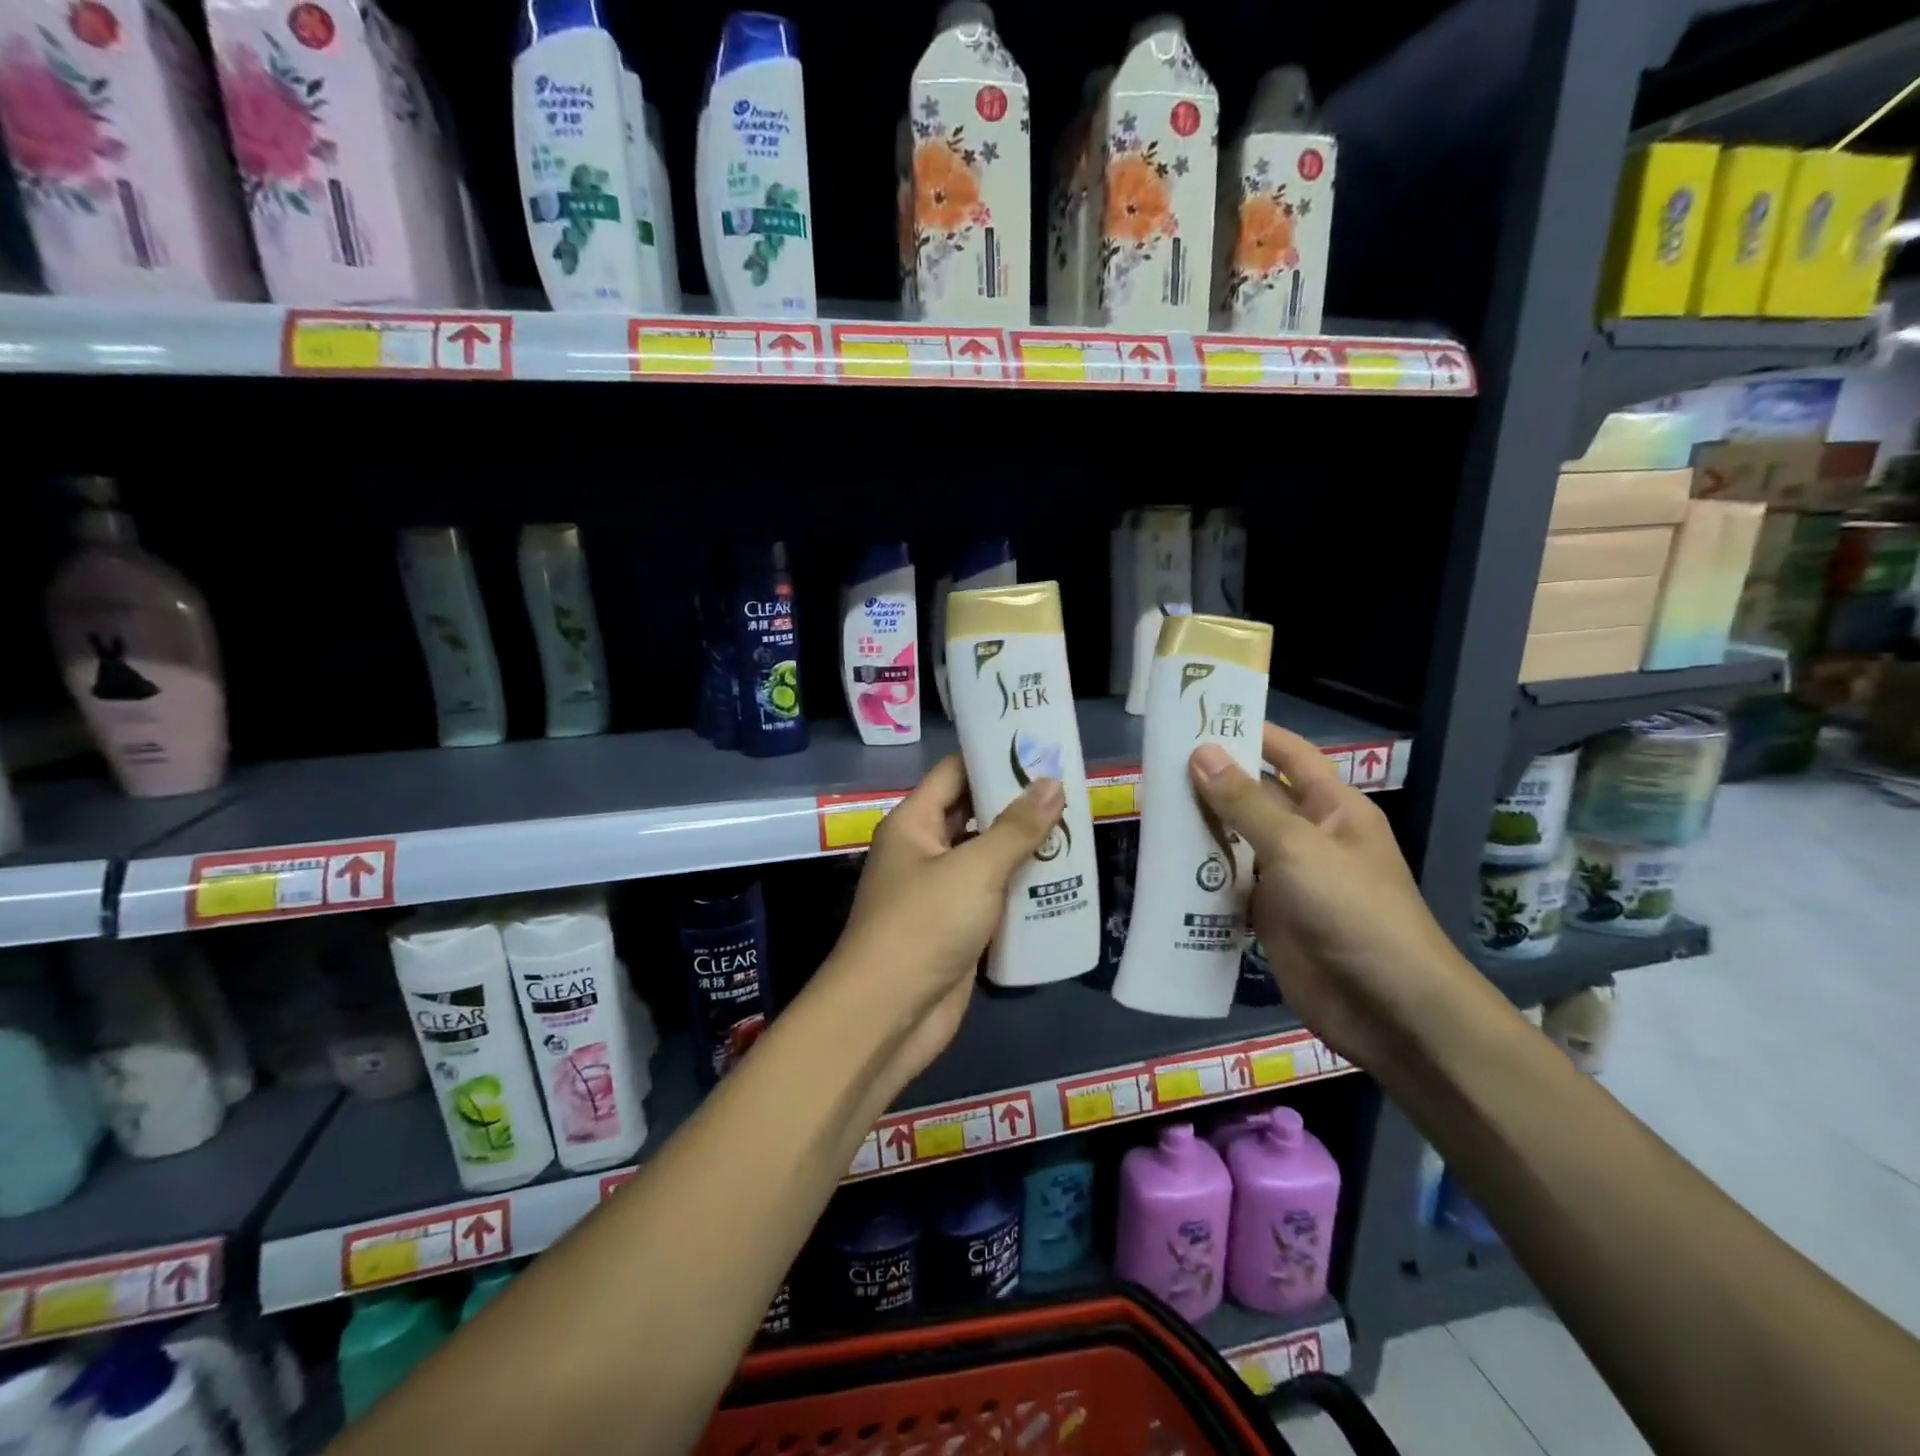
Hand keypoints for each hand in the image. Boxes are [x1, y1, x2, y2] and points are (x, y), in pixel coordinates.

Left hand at [820, 755, 1064, 1090]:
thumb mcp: (975, 868)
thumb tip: (1052, 782)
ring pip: (987, 858)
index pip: (955, 772)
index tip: (1041, 748)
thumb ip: (1016, 827)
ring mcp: (939, 892)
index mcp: (913, 823)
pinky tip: (1063, 884)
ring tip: (1077, 831)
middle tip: (1071, 792)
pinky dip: (1022, 890)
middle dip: (1018, 805)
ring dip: (1026, 849)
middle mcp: (923, 851)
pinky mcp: (956, 928)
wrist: (888, 1015)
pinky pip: (993, 897)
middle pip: (974, 814)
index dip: (994, 758)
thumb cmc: (925, 925)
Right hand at [1190, 724, 1471, 1067]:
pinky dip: (1202, 875)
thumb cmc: (1352, 910)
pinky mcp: (1269, 916)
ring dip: (1201, 828)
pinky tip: (1164, 866)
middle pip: (1255, 797)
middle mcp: (1309, 836)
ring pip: (1237, 842)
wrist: (1386, 1008)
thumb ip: (1245, 801)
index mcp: (1332, 808)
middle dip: (1213, 782)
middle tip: (1156, 765)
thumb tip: (1201, 752)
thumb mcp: (1296, 847)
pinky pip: (1230, 885)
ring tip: (1149, 809)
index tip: (1201, 717)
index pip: (1289, 755)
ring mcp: (1288, 878)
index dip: (1252, 733)